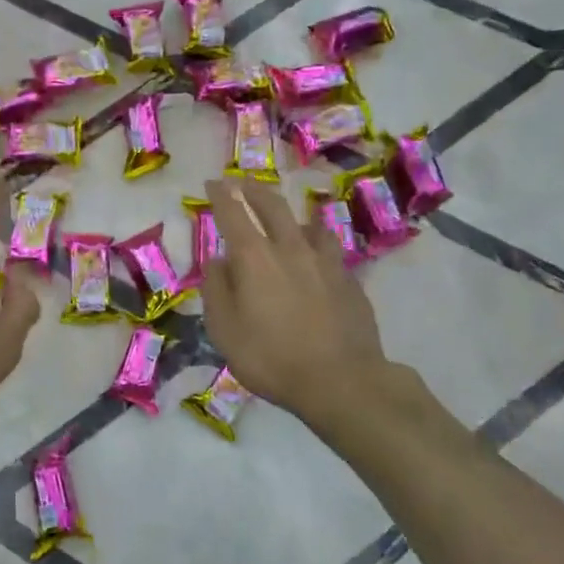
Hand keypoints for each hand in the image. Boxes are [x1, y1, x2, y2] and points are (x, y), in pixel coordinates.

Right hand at [199, 179, 402, 425]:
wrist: (342, 380)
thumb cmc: (271, 358)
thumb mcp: (224, 330)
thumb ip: (216, 290)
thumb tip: (217, 261)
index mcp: (254, 258)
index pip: (233, 213)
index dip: (221, 194)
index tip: (213, 183)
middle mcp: (290, 249)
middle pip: (272, 206)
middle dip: (254, 190)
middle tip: (243, 183)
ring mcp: (325, 262)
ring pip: (308, 224)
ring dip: (291, 215)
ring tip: (287, 218)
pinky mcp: (349, 280)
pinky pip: (330, 249)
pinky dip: (317, 243)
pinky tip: (317, 255)